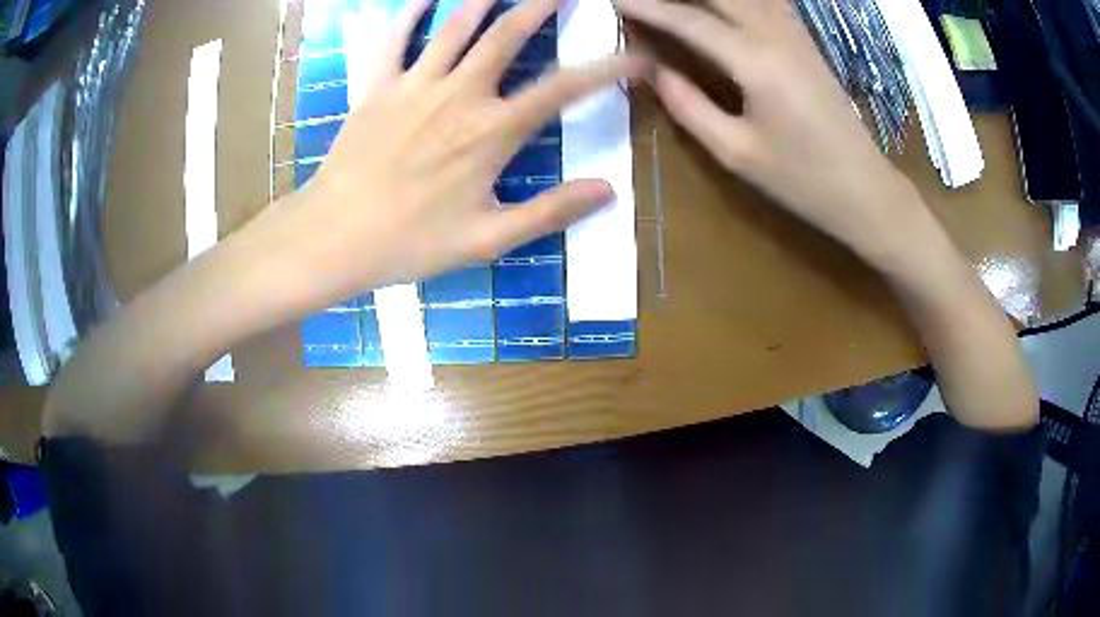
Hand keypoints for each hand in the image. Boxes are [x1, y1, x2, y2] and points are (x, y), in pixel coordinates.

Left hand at [255, 0, 644, 308]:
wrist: (334, 238)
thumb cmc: (410, 243)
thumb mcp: (488, 240)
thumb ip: (550, 212)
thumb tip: (609, 190)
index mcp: (491, 132)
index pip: (563, 89)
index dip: (606, 70)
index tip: (638, 58)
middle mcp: (459, 94)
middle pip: (508, 35)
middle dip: (542, 5)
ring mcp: (414, 85)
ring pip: (456, 25)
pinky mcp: (377, 87)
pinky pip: (396, 38)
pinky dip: (411, 12)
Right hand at [616, 0, 920, 263]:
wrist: (864, 190)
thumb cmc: (802, 180)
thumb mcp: (736, 153)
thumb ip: (688, 106)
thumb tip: (652, 70)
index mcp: (756, 62)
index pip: (690, 21)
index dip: (647, 7)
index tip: (613, 1)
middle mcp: (776, 35)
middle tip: (644, 1)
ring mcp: (796, 34)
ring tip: (681, 3)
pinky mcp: (806, 42)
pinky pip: (769, 1)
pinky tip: (726, 5)